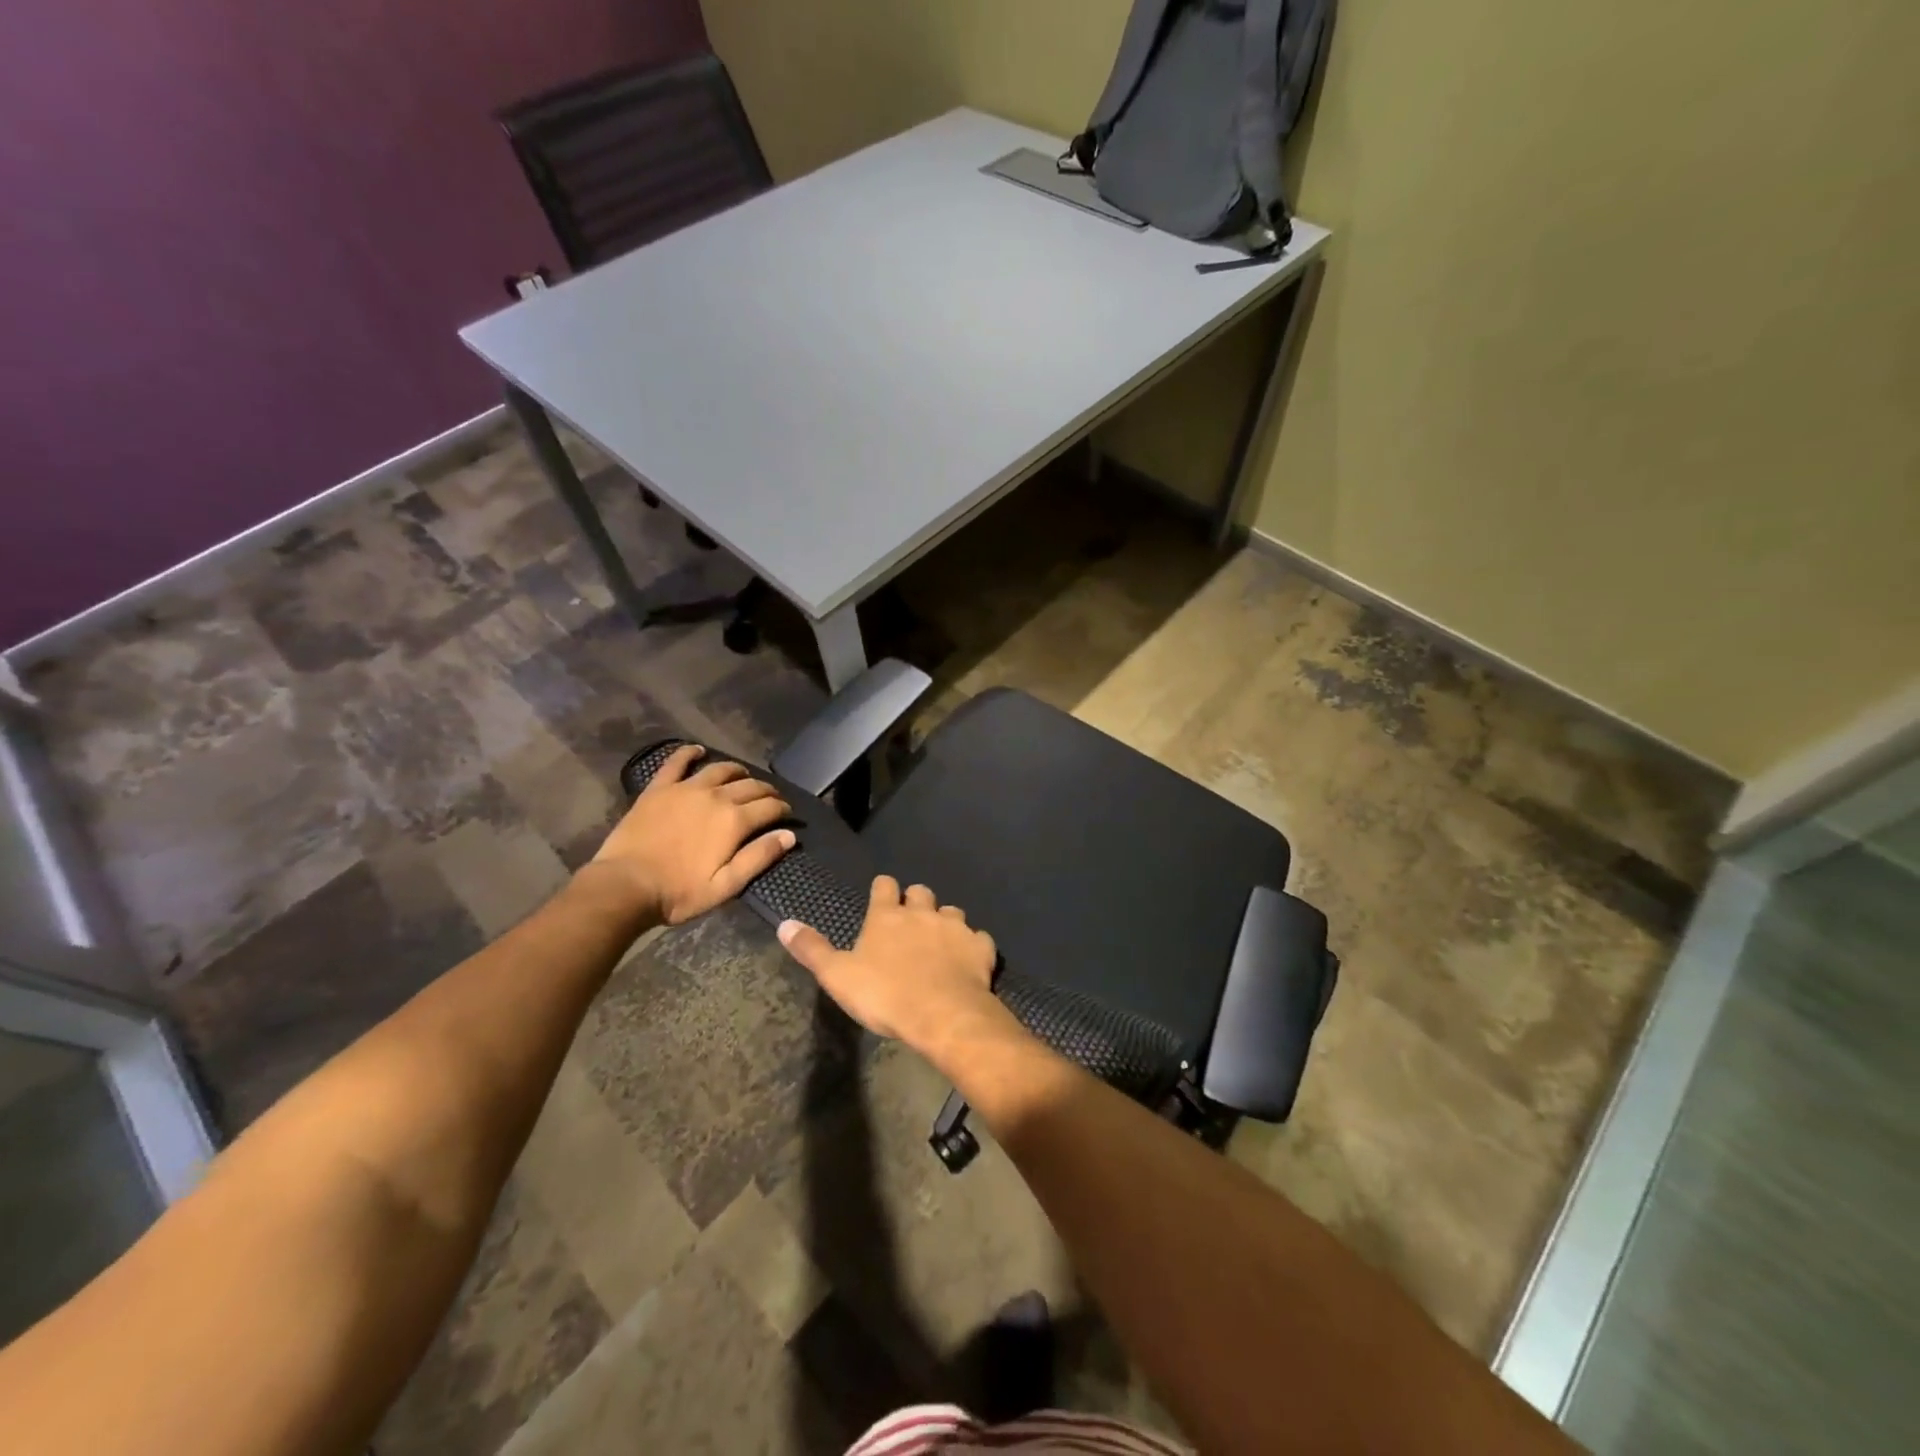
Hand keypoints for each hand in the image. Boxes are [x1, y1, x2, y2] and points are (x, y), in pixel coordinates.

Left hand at [590, 745, 794, 925]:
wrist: (625, 886)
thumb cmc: (679, 892)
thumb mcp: (726, 885)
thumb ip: (759, 857)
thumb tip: (789, 835)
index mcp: (734, 820)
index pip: (770, 806)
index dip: (783, 809)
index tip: (787, 815)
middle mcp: (715, 796)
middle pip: (750, 785)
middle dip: (766, 791)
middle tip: (771, 799)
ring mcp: (686, 788)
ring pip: (721, 769)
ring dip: (738, 771)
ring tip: (743, 777)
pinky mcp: (659, 788)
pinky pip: (677, 762)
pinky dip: (690, 753)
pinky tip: (698, 751)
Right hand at [777, 876, 1003, 1049]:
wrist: (942, 1014)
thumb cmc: (885, 995)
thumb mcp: (837, 976)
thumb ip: (812, 949)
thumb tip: (784, 923)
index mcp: (887, 916)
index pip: (884, 885)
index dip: (883, 889)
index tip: (882, 896)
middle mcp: (923, 912)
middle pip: (921, 892)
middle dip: (916, 901)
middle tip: (911, 920)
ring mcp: (955, 927)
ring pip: (952, 911)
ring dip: (945, 922)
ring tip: (940, 940)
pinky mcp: (980, 947)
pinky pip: (979, 939)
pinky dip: (973, 946)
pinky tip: (969, 960)